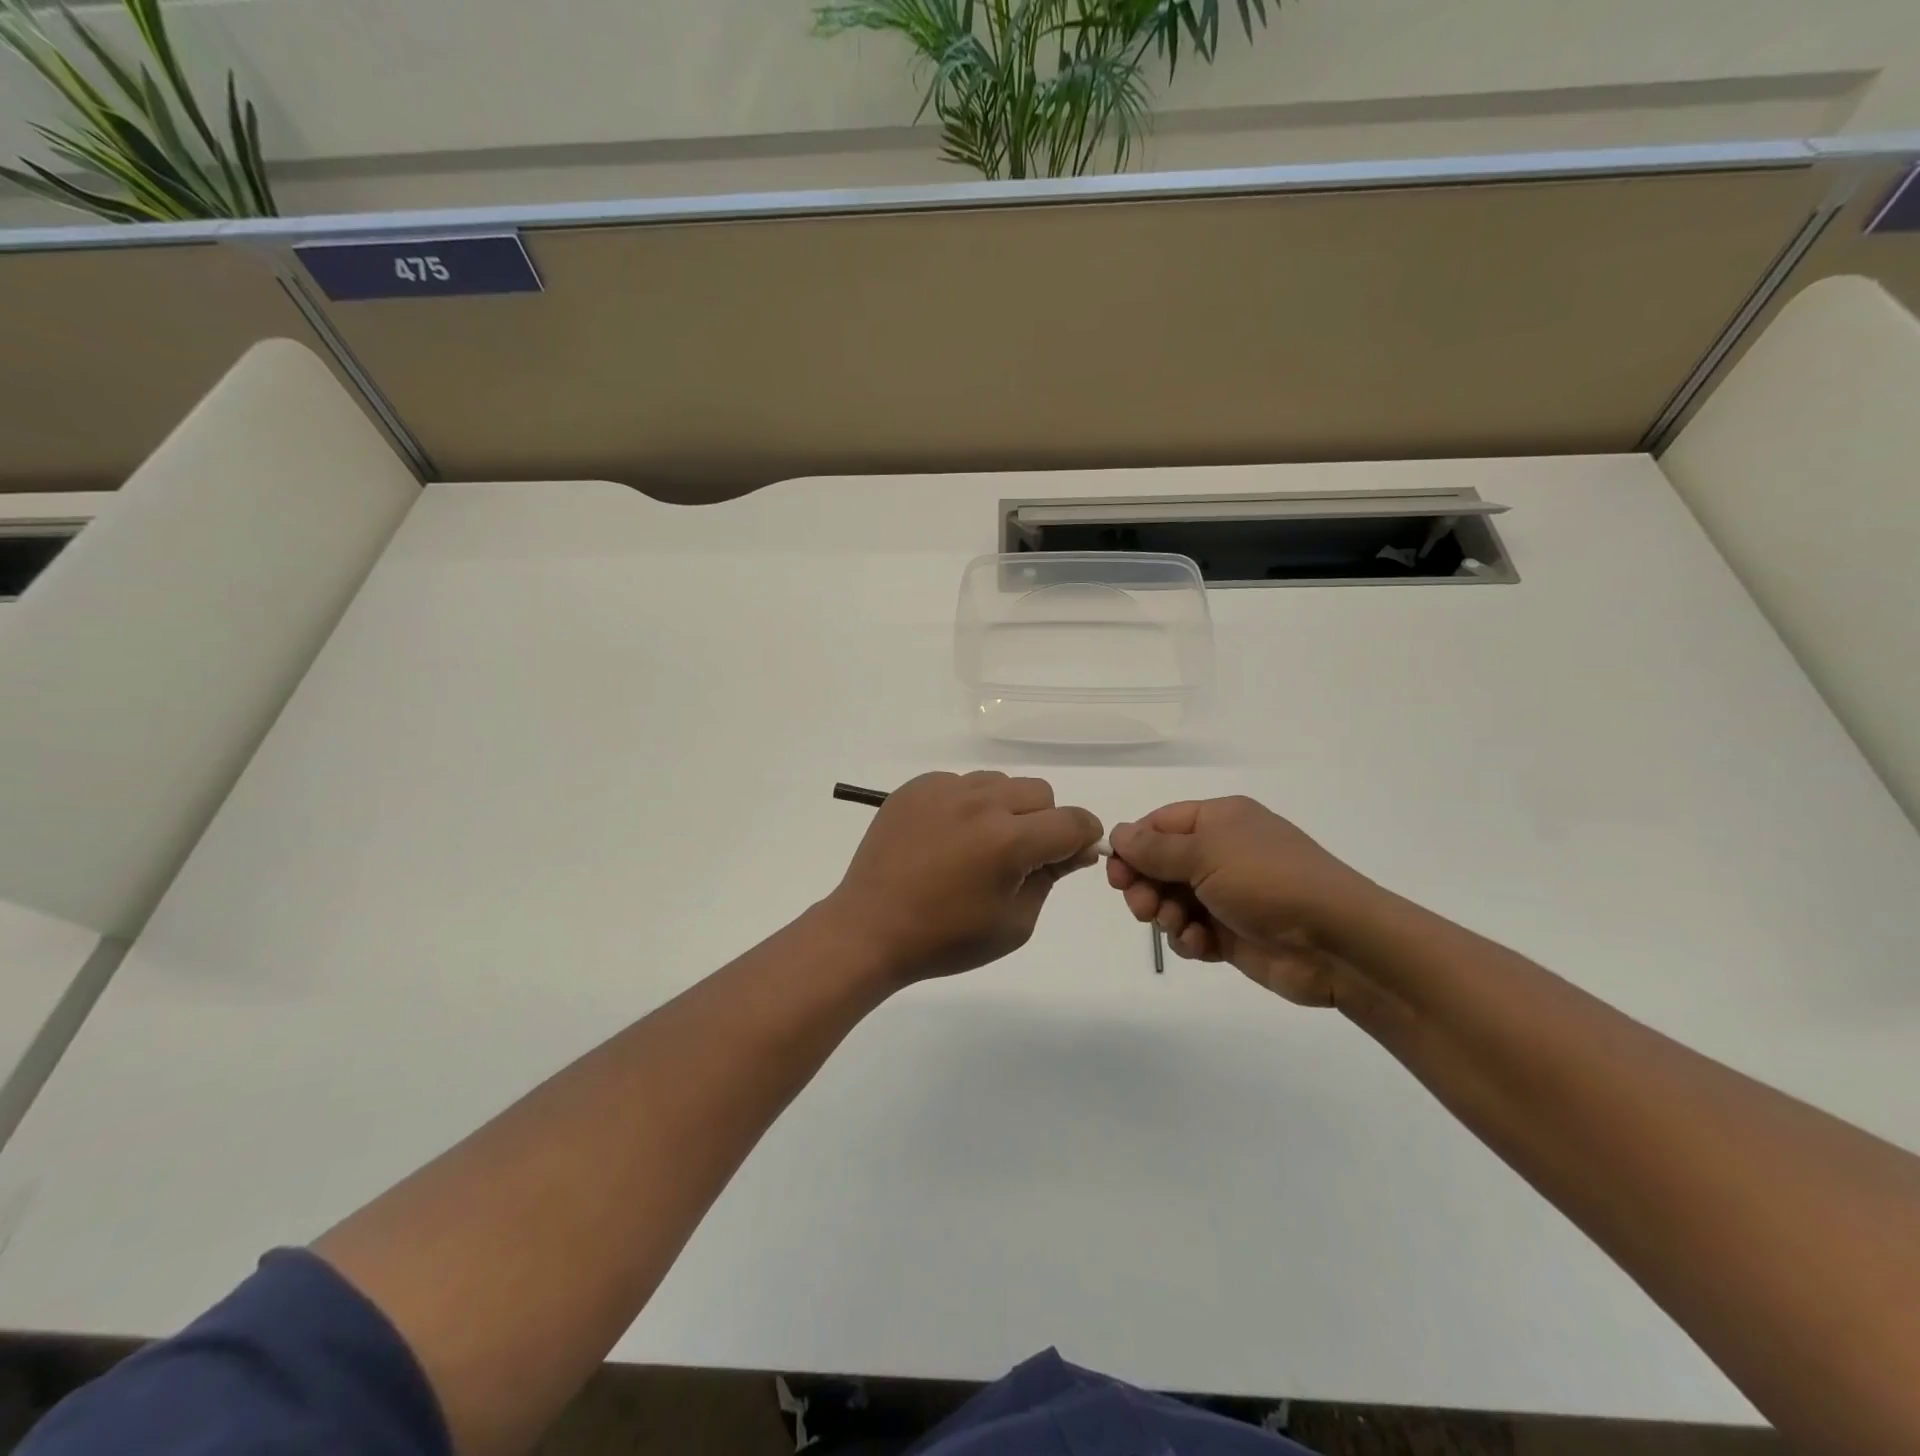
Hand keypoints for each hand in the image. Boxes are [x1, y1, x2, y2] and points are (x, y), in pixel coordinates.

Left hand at [828, 771, 1103, 984]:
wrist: (870, 928)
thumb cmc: (945, 938)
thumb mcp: (1014, 924)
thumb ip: (1051, 877)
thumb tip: (1075, 848)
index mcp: (1009, 841)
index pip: (1072, 821)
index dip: (1083, 837)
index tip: (1071, 855)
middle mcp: (980, 803)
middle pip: (1040, 792)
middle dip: (1043, 822)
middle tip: (1018, 857)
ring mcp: (944, 789)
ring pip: (1000, 782)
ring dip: (1005, 809)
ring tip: (978, 845)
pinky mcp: (916, 787)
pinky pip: (961, 782)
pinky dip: (967, 804)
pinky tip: (947, 836)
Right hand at [1107, 797, 1381, 1007]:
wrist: (1336, 942)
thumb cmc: (1268, 881)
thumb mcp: (1206, 854)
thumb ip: (1155, 848)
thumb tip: (1117, 832)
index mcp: (1219, 821)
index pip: (1158, 824)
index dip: (1132, 847)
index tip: (1115, 875)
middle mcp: (1221, 853)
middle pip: (1160, 864)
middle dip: (1145, 886)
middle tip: (1141, 908)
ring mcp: (1227, 894)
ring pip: (1172, 901)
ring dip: (1166, 915)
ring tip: (1180, 927)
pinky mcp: (1232, 933)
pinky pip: (1192, 931)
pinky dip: (1189, 939)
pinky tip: (1201, 945)